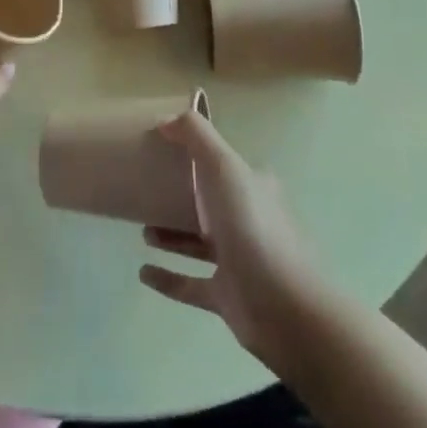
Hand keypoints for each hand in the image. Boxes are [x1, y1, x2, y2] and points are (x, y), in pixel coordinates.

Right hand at [138, 111, 327, 368]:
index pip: (223, 164)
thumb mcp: (223, 165)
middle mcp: (248, 219)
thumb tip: (166, 119)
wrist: (284, 308)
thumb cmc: (251, 226)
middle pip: (210, 202)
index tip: (164, 151)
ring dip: (171, 235)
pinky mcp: (227, 296)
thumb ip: (195, 135)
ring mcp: (239, 260)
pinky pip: (191, 284)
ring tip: (142, 230)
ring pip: (199, 242)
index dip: (197, 155)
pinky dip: (168, 278)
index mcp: (252, 186)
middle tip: (147, 191)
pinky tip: (143, 273)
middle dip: (180, 196)